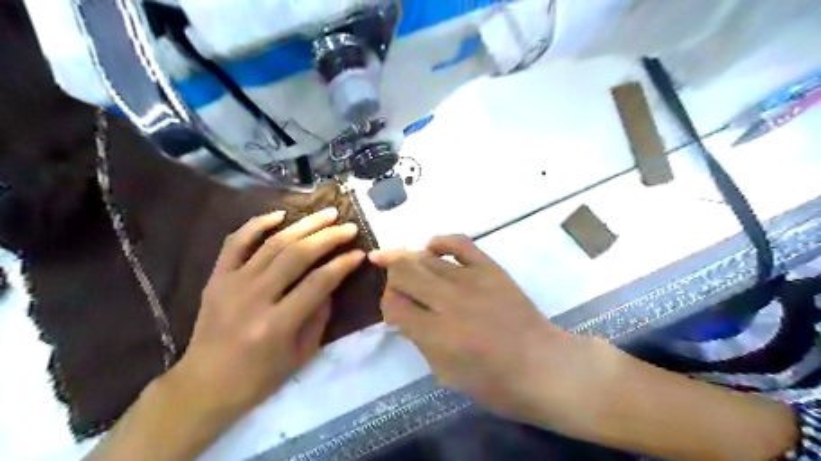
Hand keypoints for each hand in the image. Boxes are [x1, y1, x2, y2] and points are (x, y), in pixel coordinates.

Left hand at [170, 208, 361, 420]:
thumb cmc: (259, 377)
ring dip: (304, 225)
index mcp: (277, 324)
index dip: (342, 265)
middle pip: (297, 255)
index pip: (318, 282)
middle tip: (349, 227)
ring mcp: (232, 284)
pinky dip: (257, 224)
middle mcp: (254, 298)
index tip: (359, 253)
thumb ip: (319, 316)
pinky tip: (280, 214)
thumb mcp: (301, 354)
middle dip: (328, 237)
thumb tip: (332, 282)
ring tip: (327, 214)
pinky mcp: (217, 278)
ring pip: (273, 243)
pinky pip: (236, 242)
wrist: (204, 386)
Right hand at [370, 237, 594, 425]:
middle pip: (404, 271)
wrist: (544, 366)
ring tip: (406, 267)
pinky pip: (459, 242)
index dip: (387, 304)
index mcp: (437, 334)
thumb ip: (420, 340)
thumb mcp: (446, 374)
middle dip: (392, 276)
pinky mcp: (490, 268)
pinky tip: (432, 249)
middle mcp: (450, 301)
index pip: (394, 305)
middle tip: (396, 285)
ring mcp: (471, 280)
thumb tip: (404, 314)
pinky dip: (440, 242)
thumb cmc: (495, 383)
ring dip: (409, 260)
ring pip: (425, 257)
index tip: (394, 310)